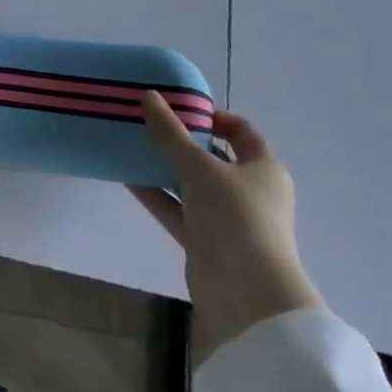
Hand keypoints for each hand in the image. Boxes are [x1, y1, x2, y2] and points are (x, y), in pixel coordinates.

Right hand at [134, 94, 324, 364]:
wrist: (246, 296)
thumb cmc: (234, 217)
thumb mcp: (199, 166)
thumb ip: (170, 132)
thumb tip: (149, 96)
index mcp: (264, 168)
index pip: (240, 131)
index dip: (211, 116)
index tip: (177, 107)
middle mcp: (250, 192)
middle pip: (213, 157)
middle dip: (181, 141)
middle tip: (147, 123)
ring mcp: (229, 220)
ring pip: (192, 185)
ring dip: (165, 168)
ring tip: (131, 146)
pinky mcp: (207, 243)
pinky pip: (179, 210)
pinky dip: (158, 195)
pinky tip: (127, 178)